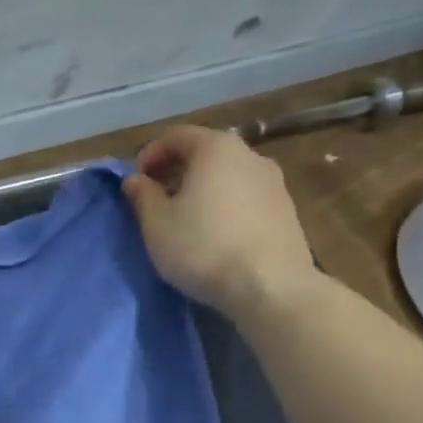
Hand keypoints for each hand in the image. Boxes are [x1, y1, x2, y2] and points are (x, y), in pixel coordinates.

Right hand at [121, 126, 318, 319]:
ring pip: (227, 175)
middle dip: (176, 171)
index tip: (136, 182)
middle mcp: (250, 155)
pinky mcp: (287, 210)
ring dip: (202, 188)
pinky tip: (214, 234)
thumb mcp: (157, 223)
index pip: (176, 136)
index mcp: (216, 148)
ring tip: (185, 219)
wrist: (270, 286)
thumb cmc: (203, 247)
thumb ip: (142, 195)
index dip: (149, 154)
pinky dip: (225, 204)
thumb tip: (135, 180)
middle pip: (204, 153)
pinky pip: (246, 196)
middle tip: (156, 200)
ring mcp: (274, 182)